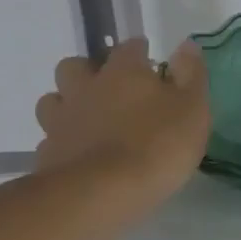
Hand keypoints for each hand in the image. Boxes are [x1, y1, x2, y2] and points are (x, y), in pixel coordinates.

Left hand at [34, 36, 210, 200]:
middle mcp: (86, 88)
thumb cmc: (157, 145)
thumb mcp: (192, 108)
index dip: (140, 52)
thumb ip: (190, 74)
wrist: (101, 195)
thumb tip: (186, 44)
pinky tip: (80, 154)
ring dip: (69, 103)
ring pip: (53, 100)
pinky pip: (51, 138)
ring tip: (90, 120)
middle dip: (90, 71)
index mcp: (123, 72)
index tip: (151, 62)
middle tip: (113, 89)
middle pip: (75, 66)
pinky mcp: (47, 154)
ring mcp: (61, 121)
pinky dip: (64, 140)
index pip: (129, 47)